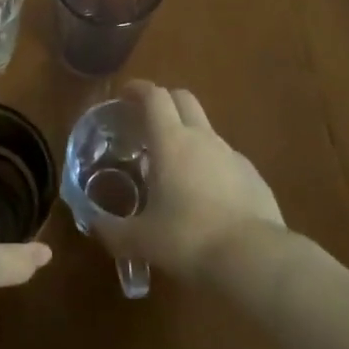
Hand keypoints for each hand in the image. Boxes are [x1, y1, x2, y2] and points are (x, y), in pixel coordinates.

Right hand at [91, 82, 285, 279]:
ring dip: (187, 135)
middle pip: (183, 99)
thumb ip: (112, 230)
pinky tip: (204, 195)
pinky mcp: (253, 176)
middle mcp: (203, 138)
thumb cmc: (189, 239)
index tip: (124, 95)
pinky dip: (209, 163)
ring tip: (172, 166)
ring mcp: (232, 155)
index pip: (154, 96)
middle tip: (146, 122)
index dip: (138, 89)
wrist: (255, 259)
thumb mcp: (141, 240)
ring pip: (205, 129)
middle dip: (164, 101)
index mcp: (171, 141)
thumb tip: (93, 224)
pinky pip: (225, 158)